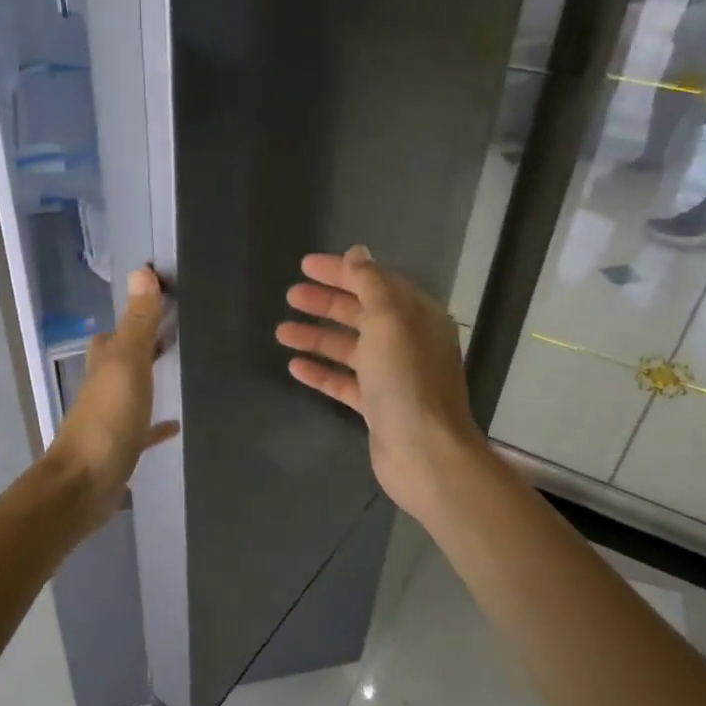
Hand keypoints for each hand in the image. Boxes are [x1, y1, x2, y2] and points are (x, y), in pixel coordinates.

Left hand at [48, 266, 180, 522]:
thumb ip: (137, 323)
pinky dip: (157, 425)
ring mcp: (110, 419)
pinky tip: (177, 425)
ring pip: (131, 391)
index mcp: (104, 364)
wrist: (84, 485)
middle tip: (177, 334)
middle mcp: (103, 387)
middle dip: (143, 346)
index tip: (165, 301)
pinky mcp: (121, 448)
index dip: (135, 315)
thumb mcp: (127, 365)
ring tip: (182, 372)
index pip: (116, 331)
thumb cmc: (107, 421)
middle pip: (122, 359)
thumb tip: (141, 270)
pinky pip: (142, 430)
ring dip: (149, 381)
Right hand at [276, 245, 483, 519]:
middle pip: (360, 313)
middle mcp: (406, 342)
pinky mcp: (377, 406)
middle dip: (325, 303)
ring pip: (348, 348)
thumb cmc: (406, 380)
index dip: (341, 272)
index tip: (305, 265)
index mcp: (416, 316)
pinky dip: (321, 372)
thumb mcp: (389, 320)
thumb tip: (358, 253)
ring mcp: (392, 376)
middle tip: (290, 296)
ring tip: (281, 332)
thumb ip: (371, 284)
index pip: (375, 282)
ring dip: (316, 337)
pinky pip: (344, 382)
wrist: (424, 452)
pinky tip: (295, 366)